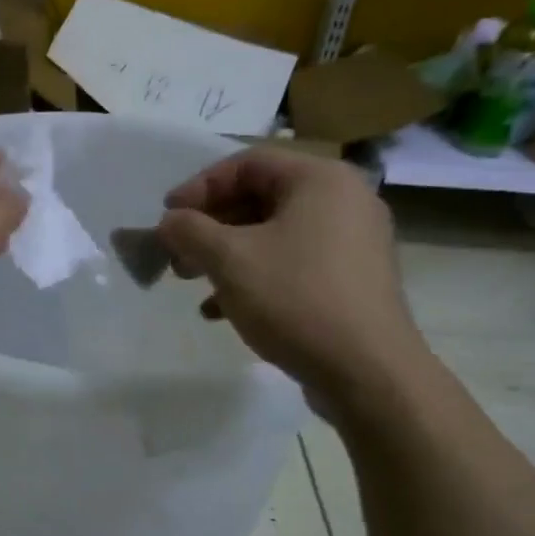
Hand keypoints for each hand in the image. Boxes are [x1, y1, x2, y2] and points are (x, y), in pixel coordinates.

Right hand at [154, 147, 427, 413]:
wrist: (367, 372)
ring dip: (225, 255)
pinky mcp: (350, 281)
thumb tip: (169, 222)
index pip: (247, 163)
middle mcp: (343, 201)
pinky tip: (221, 310)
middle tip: (176, 253)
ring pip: (273, 235)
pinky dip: (254, 278)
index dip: (199, 186)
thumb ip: (190, 231)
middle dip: (210, 226)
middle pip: (260, 198)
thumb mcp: (230, 260)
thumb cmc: (296, 299)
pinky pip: (292, 264)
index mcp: (321, 180)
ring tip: (191, 282)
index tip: (167, 217)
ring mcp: (352, 243)